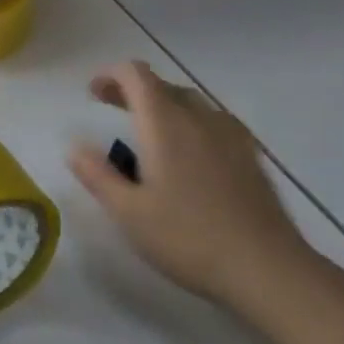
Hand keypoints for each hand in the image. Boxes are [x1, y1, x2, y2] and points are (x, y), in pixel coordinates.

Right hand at [67, 61, 309, 306]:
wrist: (269, 269)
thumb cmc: (190, 238)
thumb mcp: (129, 213)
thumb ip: (97, 175)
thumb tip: (74, 146)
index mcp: (164, 122)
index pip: (135, 74)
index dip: (110, 75)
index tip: (93, 94)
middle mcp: (197, 117)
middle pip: (162, 85)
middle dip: (133, 91)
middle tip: (112, 111)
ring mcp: (230, 135)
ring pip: (191, 102)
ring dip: (164, 106)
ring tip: (150, 134)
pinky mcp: (251, 156)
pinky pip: (214, 122)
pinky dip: (192, 124)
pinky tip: (192, 155)